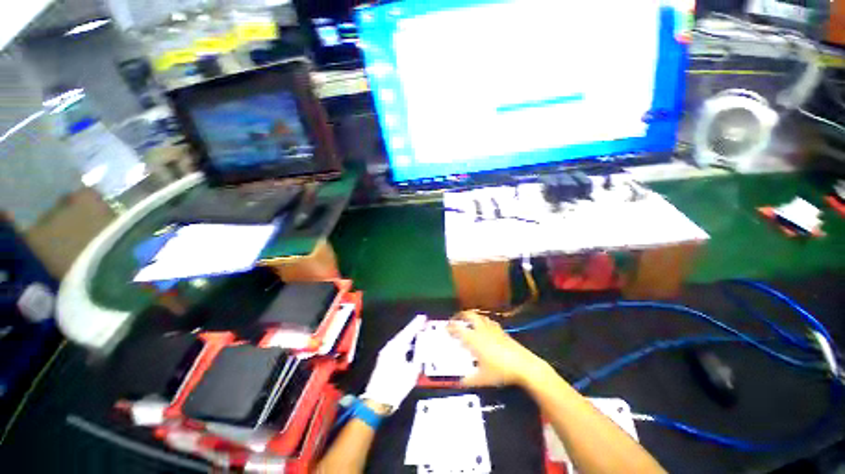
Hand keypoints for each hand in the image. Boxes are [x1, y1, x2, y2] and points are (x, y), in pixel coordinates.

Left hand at [361, 315, 427, 410]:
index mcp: (396, 348)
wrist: (378, 400)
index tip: (423, 317)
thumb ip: (418, 358)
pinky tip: (410, 345)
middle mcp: (390, 347)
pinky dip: (405, 343)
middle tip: (422, 321)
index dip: (416, 324)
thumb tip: (422, 350)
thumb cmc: (395, 386)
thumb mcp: (412, 372)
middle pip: (404, 333)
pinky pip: (397, 345)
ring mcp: (386, 352)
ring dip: (409, 335)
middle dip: (413, 327)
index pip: (408, 332)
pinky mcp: (385, 359)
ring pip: (400, 339)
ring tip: (418, 331)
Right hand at [448, 311, 547, 387]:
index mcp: (474, 339)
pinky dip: (482, 320)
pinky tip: (484, 326)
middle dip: (460, 315)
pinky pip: (488, 321)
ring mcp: (492, 329)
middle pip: (469, 315)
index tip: (445, 327)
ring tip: (468, 321)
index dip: (450, 326)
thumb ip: (469, 381)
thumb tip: (459, 383)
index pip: (458, 329)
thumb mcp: (483, 379)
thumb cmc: (501, 371)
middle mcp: (481, 330)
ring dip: (471, 316)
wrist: (524, 365)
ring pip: (479, 316)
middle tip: (455, 319)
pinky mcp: (501, 331)